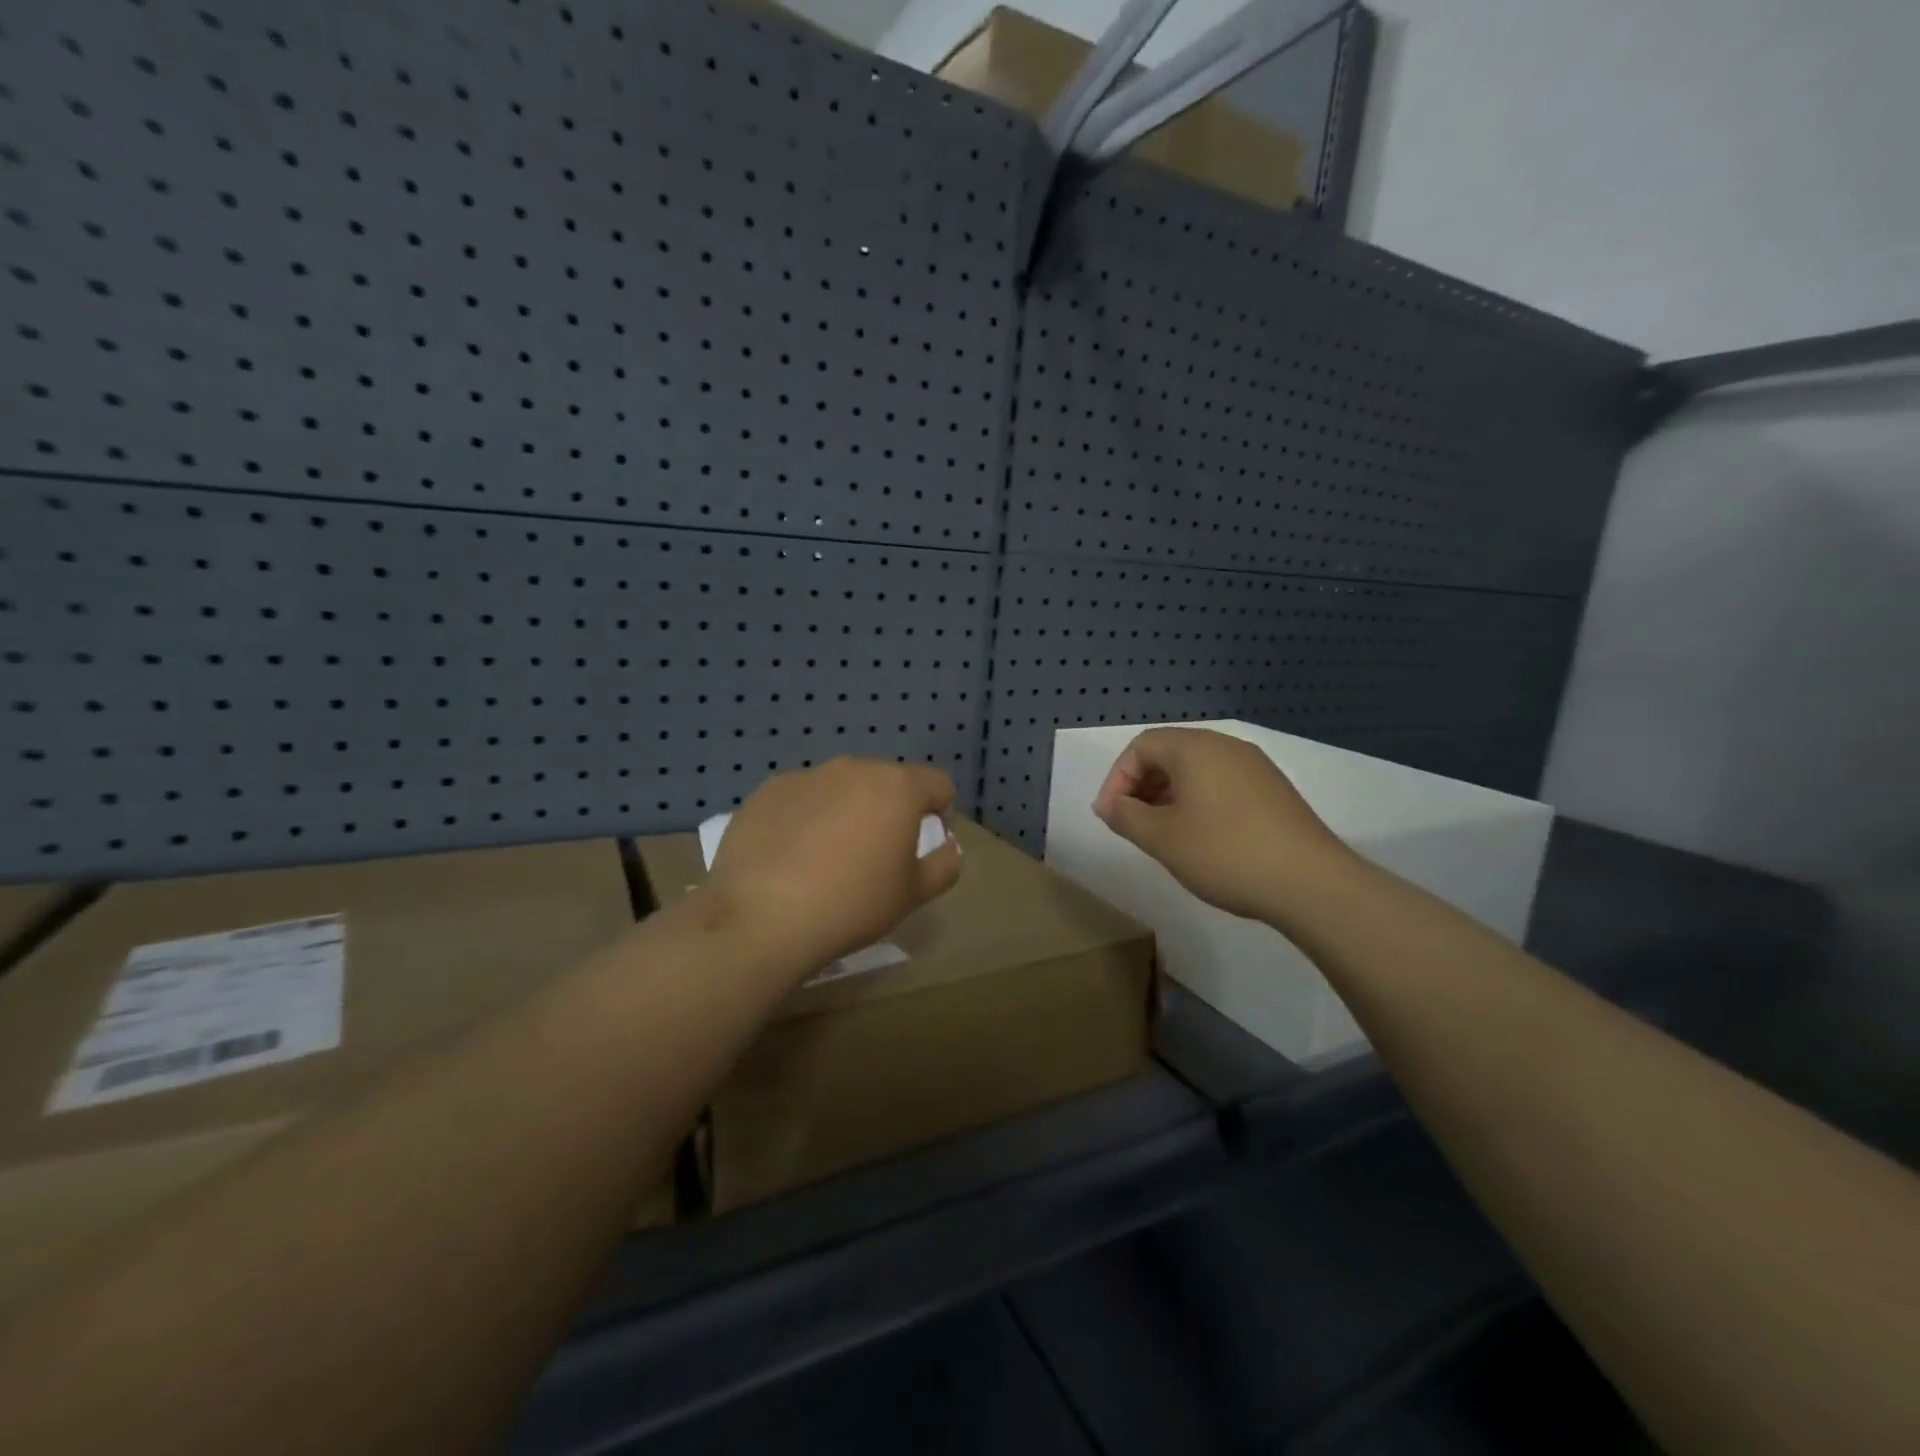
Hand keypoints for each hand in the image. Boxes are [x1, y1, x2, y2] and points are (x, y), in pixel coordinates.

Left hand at [707, 757, 962, 972]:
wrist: (762, 917)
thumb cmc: (852, 904)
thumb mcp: (914, 895)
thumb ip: (944, 864)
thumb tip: (948, 845)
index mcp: (897, 787)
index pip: (938, 784)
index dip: (940, 812)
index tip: (922, 846)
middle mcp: (853, 768)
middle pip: (886, 781)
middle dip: (889, 810)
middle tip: (874, 855)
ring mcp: (806, 776)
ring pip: (841, 787)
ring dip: (846, 810)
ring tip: (827, 857)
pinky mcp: (767, 791)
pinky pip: (801, 798)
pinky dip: (804, 817)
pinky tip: (790, 857)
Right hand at [1092, 727, 1353, 922]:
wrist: (1311, 883)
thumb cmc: (1225, 853)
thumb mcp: (1162, 839)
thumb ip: (1126, 816)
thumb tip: (1108, 804)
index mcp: (1196, 748)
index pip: (1142, 746)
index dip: (1117, 778)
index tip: (1110, 815)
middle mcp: (1226, 747)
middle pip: (1170, 753)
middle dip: (1142, 785)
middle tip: (1131, 823)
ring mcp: (1255, 767)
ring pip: (1197, 770)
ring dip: (1169, 795)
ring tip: (1162, 833)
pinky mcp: (1273, 790)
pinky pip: (1222, 784)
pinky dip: (1199, 801)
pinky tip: (1201, 838)